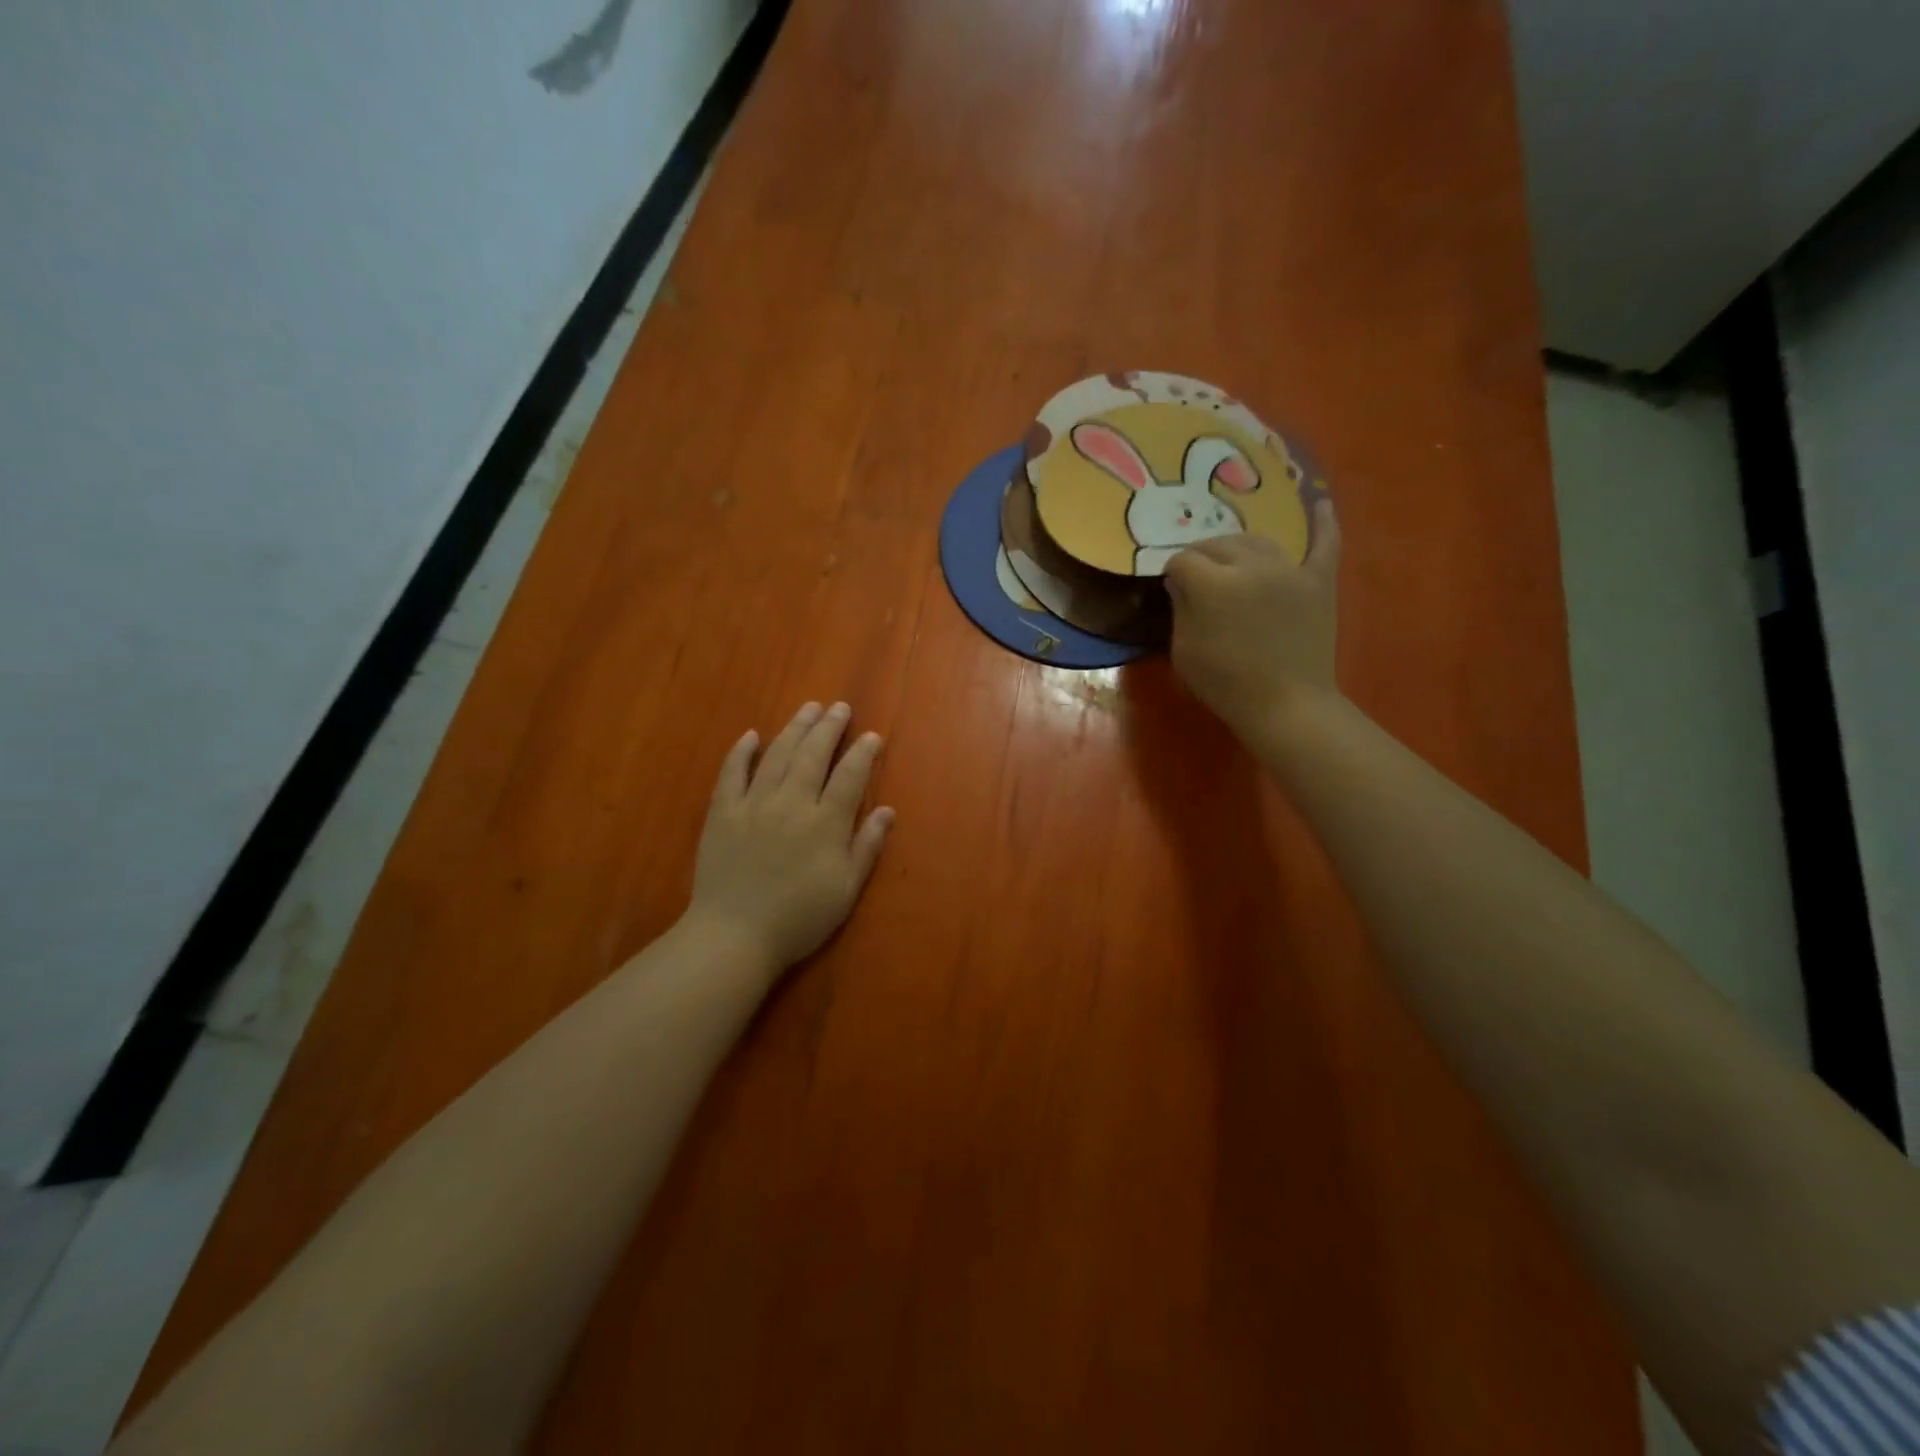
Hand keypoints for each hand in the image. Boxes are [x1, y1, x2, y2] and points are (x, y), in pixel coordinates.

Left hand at [686, 701, 893, 973]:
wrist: (734, 935)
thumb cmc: (798, 918)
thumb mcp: (845, 890)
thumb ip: (867, 846)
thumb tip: (887, 810)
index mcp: (825, 823)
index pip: (849, 776)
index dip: (862, 753)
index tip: (871, 736)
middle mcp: (791, 803)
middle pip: (813, 755)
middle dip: (829, 728)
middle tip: (839, 707)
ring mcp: (753, 804)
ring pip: (777, 755)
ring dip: (794, 728)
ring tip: (808, 709)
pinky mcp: (722, 812)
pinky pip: (731, 773)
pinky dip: (742, 752)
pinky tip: (751, 735)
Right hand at [1163, 500, 1341, 741]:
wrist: (1287, 705)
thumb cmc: (1226, 684)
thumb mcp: (1184, 650)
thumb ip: (1181, 608)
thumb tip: (1182, 582)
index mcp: (1214, 583)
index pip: (1183, 560)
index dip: (1173, 574)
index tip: (1172, 591)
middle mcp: (1252, 565)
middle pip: (1218, 544)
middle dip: (1201, 557)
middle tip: (1197, 580)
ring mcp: (1290, 569)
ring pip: (1257, 540)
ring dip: (1238, 547)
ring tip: (1230, 563)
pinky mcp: (1319, 580)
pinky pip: (1324, 542)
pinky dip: (1323, 522)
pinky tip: (1319, 502)